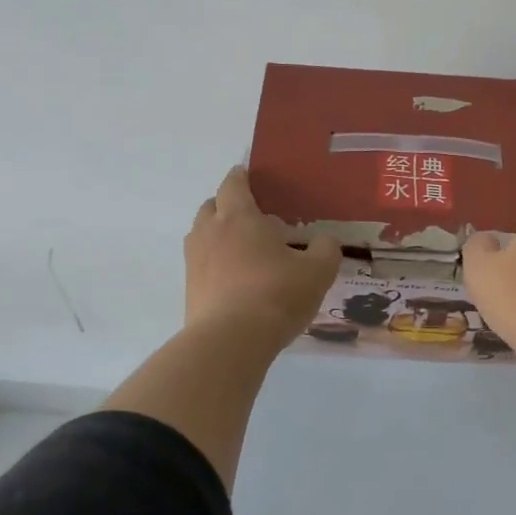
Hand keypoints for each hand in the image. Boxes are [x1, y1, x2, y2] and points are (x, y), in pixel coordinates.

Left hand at [185, 167, 340, 347]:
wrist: (231, 341)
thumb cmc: (277, 294)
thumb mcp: (318, 271)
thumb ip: (325, 250)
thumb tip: (324, 242)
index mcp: (239, 217)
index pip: (234, 184)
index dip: (241, 177)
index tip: (247, 174)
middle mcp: (210, 232)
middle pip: (211, 206)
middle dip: (227, 205)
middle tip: (251, 216)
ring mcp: (195, 262)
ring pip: (202, 236)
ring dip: (218, 236)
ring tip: (244, 250)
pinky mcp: (190, 290)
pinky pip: (202, 266)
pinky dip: (215, 265)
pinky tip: (236, 281)